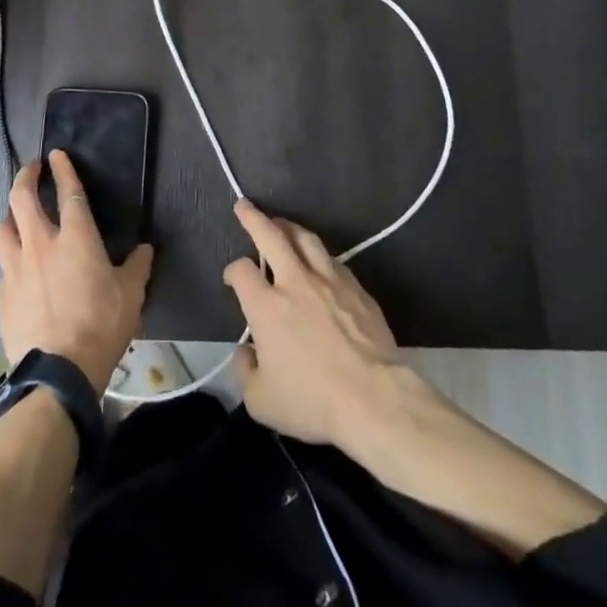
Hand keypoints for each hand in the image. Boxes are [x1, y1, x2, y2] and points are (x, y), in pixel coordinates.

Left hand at [0, 151, 153, 395]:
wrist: (58, 373)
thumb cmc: (101, 327)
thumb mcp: (131, 295)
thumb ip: (137, 267)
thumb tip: (145, 249)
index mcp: (76, 238)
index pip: (68, 191)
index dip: (63, 169)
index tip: (56, 154)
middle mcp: (41, 244)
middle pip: (22, 198)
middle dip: (25, 177)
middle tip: (31, 170)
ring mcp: (16, 269)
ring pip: (1, 228)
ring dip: (9, 217)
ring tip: (16, 219)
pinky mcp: (2, 295)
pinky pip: (2, 267)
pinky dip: (10, 260)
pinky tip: (18, 271)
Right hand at [223, 200, 404, 446]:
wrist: (374, 398)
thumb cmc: (313, 401)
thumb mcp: (262, 401)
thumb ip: (245, 372)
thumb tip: (245, 353)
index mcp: (266, 306)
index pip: (241, 271)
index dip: (233, 271)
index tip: (233, 279)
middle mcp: (295, 282)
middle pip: (271, 235)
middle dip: (254, 218)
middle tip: (244, 205)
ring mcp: (329, 280)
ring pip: (306, 239)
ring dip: (289, 227)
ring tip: (282, 224)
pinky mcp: (357, 288)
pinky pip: (333, 260)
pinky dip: (319, 254)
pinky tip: (319, 260)